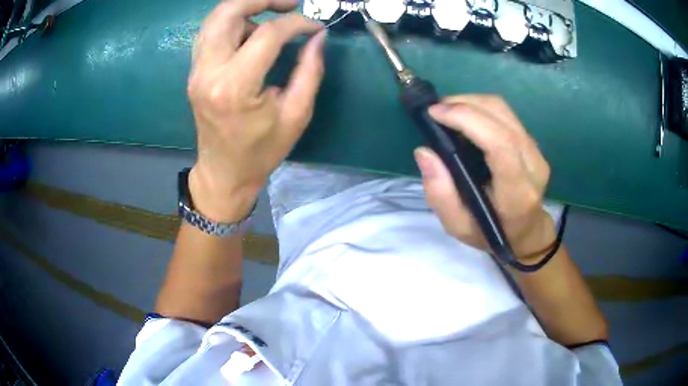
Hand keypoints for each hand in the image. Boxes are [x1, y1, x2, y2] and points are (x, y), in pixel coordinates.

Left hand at [187, 0, 325, 221]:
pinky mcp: (194, 72)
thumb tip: (318, 37)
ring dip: (245, 8)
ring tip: (272, 14)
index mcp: (235, 86)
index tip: (315, 28)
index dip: (297, 23)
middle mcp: (209, 72)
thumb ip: (310, 71)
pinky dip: (231, 21)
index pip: (268, 34)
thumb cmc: (262, 151)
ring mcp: (197, 71)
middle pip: (229, 12)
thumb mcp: (296, 115)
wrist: (224, 173)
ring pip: (216, 18)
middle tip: (289, 4)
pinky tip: (250, 29)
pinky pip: (209, 33)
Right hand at [414, 95, 554, 259]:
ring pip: (504, 110)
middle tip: (436, 110)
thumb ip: (440, 194)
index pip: (500, 144)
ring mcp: (536, 152)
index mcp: (517, 193)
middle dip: (464, 104)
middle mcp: (533, 167)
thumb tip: (425, 152)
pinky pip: (506, 114)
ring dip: (471, 102)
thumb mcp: (458, 227)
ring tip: (448, 111)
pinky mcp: (533, 143)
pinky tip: (465, 117)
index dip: (468, 119)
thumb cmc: (491, 234)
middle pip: (502, 118)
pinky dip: (481, 109)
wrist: (526, 232)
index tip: (436, 114)